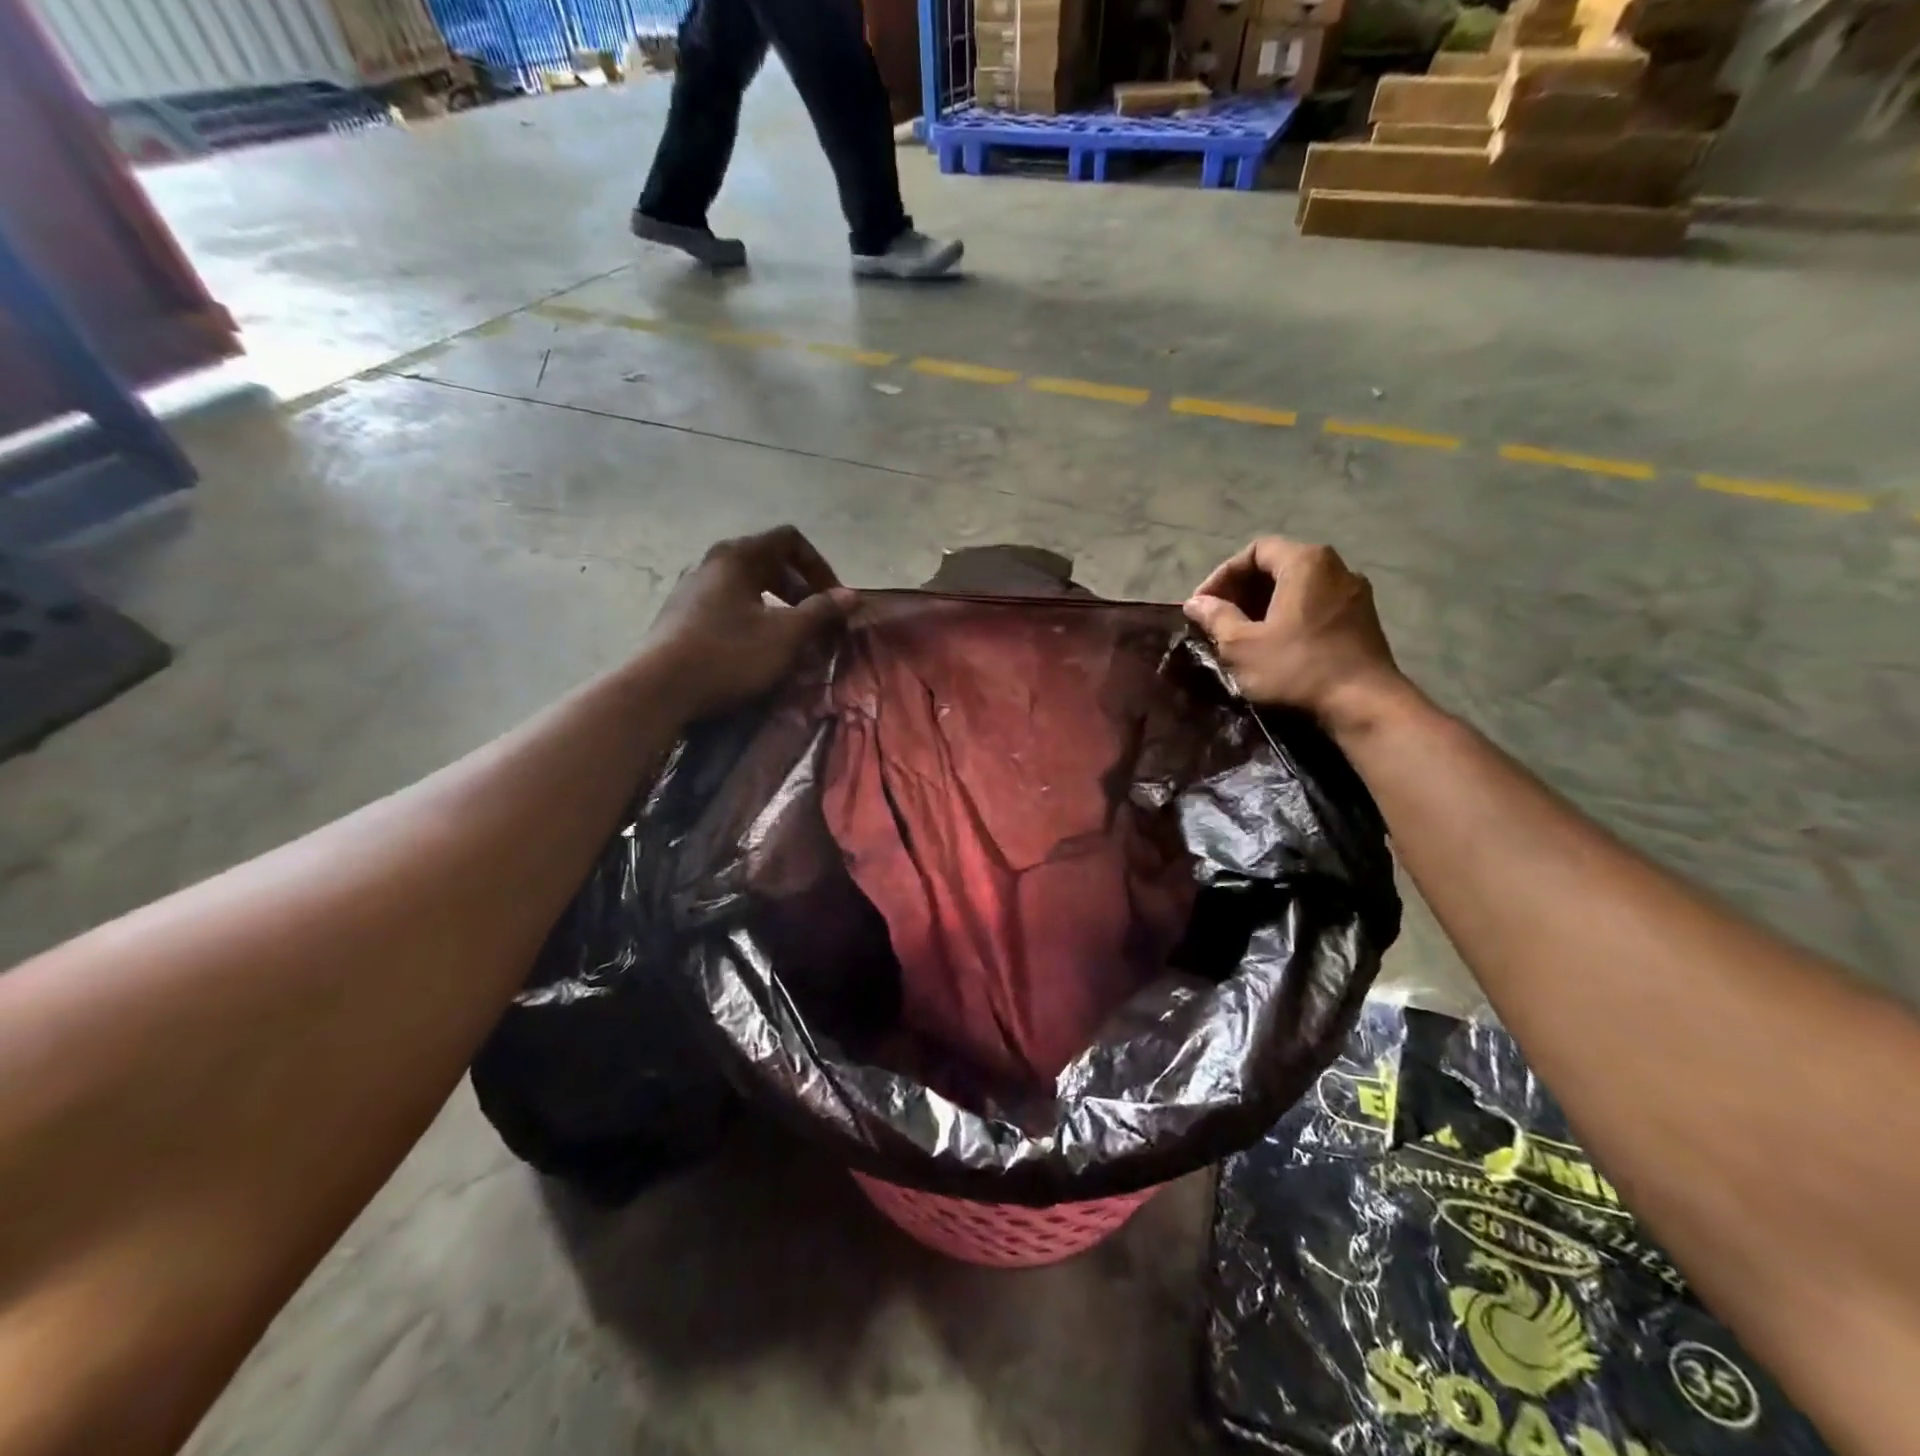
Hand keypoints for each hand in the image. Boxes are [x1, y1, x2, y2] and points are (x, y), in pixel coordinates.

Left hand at [647, 526, 854, 718]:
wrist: (659, 689)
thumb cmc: (729, 654)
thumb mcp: (785, 635)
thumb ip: (820, 611)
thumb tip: (850, 596)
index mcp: (738, 556)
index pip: (789, 540)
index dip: (819, 566)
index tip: (833, 599)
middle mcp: (713, 563)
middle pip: (768, 561)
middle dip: (801, 589)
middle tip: (818, 621)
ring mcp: (692, 589)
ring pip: (748, 586)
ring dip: (778, 606)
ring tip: (792, 637)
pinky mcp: (681, 616)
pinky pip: (729, 605)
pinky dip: (753, 618)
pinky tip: (757, 649)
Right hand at [1183, 537, 1403, 732]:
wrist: (1363, 704)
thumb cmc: (1297, 668)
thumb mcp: (1242, 645)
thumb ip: (1216, 617)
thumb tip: (1196, 603)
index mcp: (1305, 562)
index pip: (1255, 551)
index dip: (1223, 575)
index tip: (1203, 605)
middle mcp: (1336, 567)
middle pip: (1278, 566)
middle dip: (1243, 591)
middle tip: (1218, 620)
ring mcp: (1354, 593)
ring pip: (1298, 588)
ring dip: (1265, 606)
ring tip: (1242, 634)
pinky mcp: (1363, 619)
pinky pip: (1317, 605)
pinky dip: (1290, 616)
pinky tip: (1275, 645)